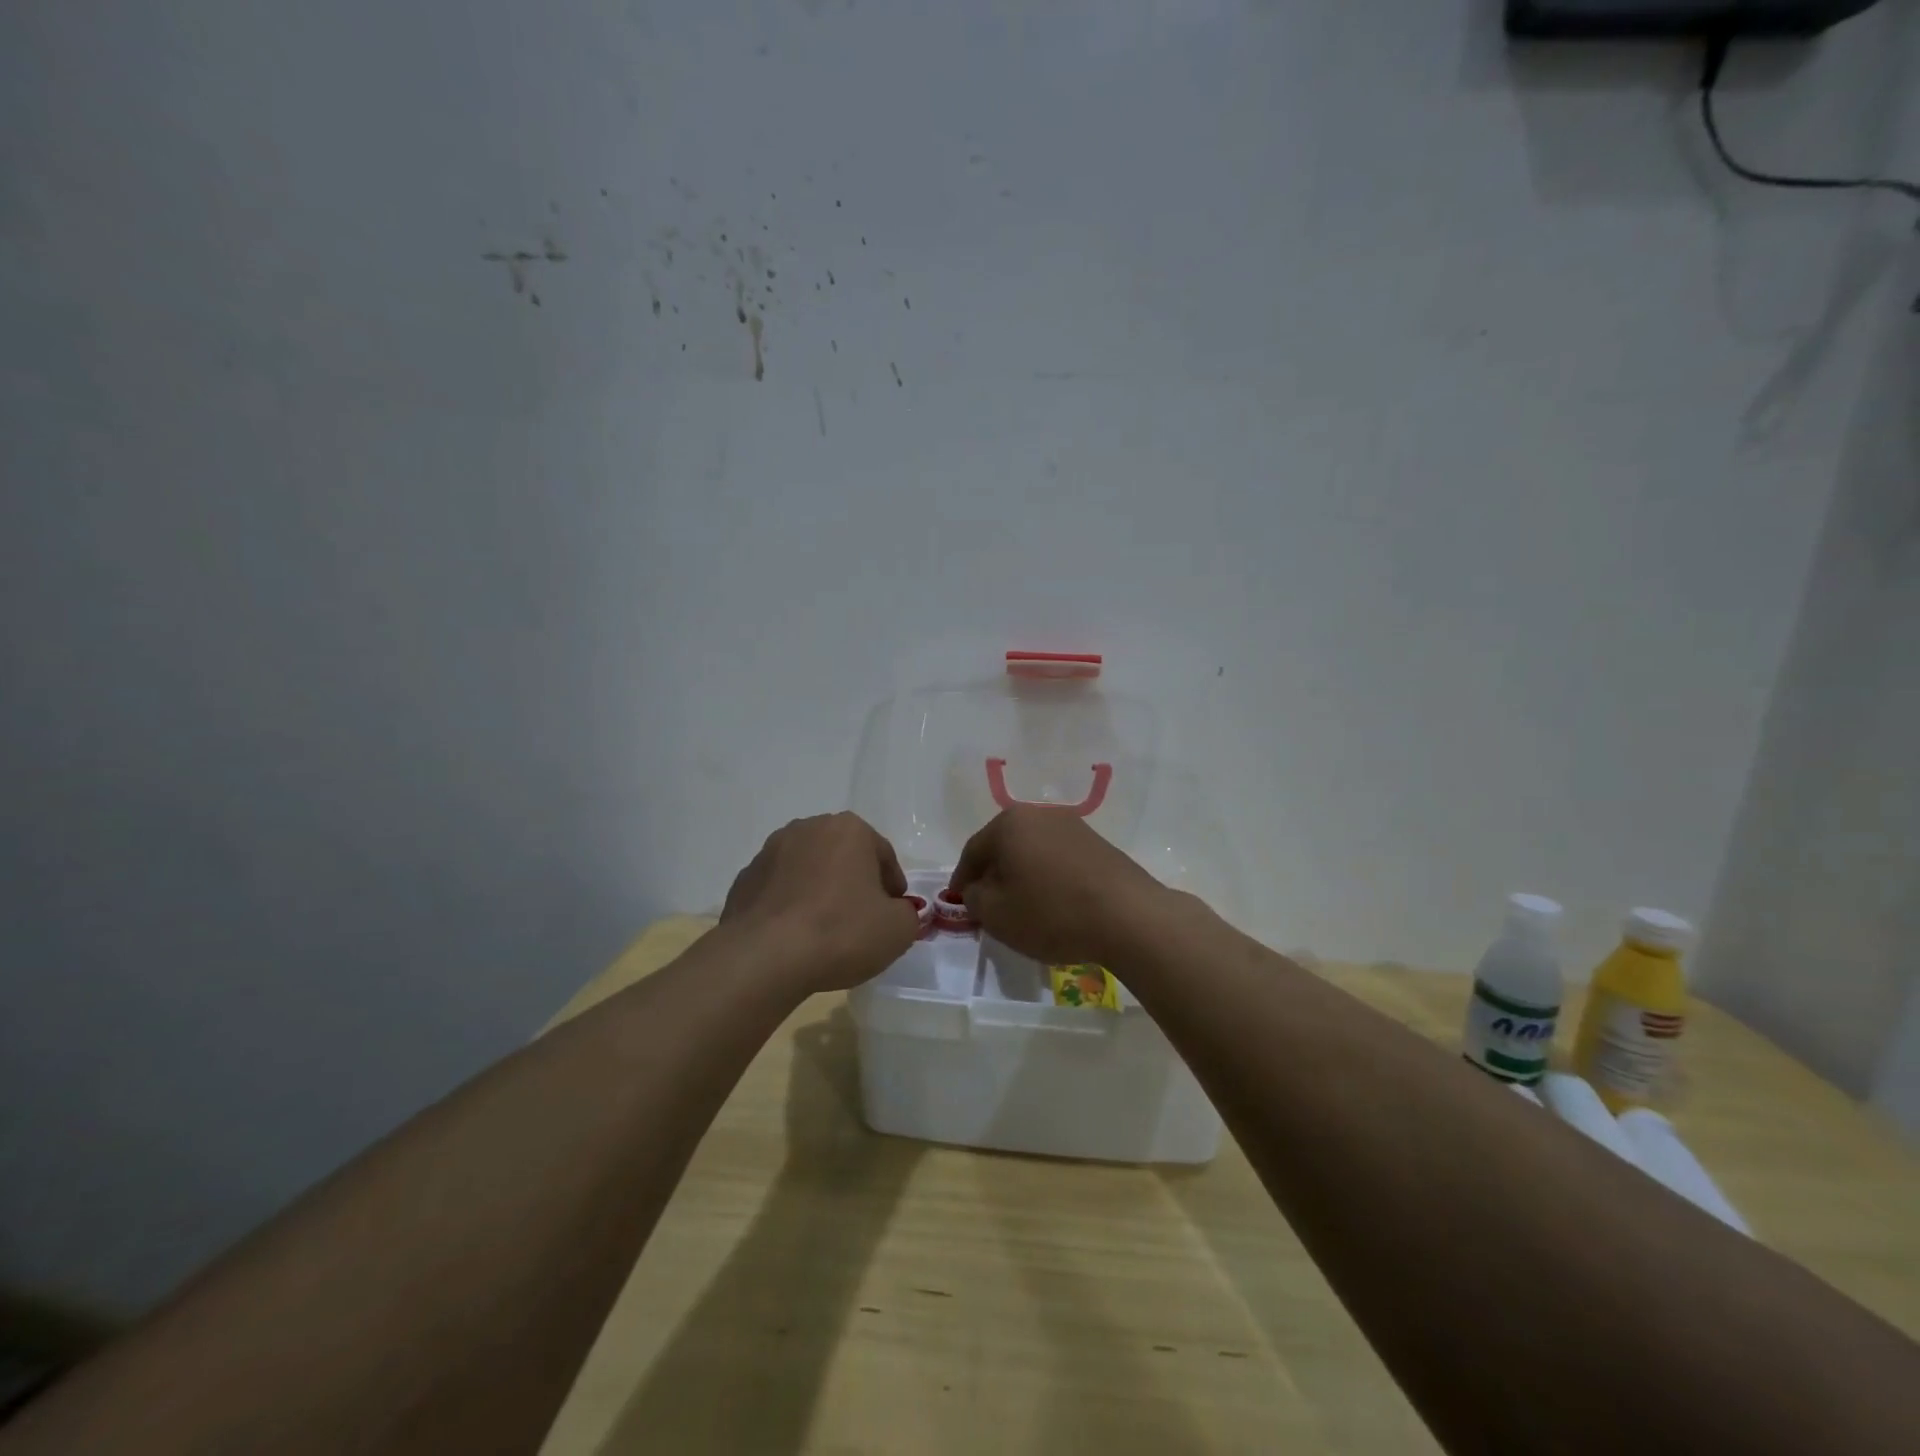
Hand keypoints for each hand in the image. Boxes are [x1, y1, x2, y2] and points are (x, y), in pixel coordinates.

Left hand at [721, 813, 919, 992]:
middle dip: (854, 880)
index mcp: (849, 829)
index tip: (894, 911)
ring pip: (808, 868)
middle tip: (862, 917)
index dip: (893, 885)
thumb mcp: (898, 929)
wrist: (765, 957)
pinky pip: (779, 889)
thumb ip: (907, 914)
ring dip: (819, 889)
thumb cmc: (841, 932)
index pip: (883, 854)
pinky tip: (795, 935)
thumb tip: (895, 912)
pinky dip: (790, 904)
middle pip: (843, 855)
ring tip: (825, 927)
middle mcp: (808, 828)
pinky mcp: (744, 879)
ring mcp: (770, 851)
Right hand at [947, 806, 1169, 966]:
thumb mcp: (996, 914)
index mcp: (1009, 823)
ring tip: (1022, 906)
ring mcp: (1072, 826)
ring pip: (1032, 851)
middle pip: (1004, 845)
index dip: (962, 879)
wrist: (1128, 916)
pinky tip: (1053, 902)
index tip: (958, 901)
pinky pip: (1059, 858)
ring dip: (1022, 874)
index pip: (973, 851)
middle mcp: (1039, 814)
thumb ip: (974, 897)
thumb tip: (976, 888)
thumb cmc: (1051, 912)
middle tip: (987, 903)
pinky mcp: (1098, 843)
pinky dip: (1048, 876)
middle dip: (993, 874)